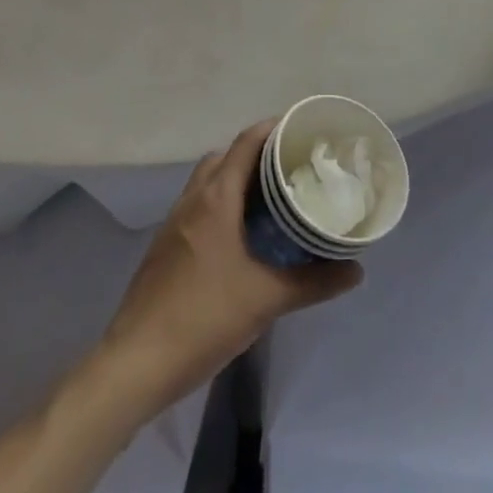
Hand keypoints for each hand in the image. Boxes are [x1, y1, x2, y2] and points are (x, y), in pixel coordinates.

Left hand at [96, 120, 361, 414]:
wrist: (136, 364)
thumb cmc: (204, 318)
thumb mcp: (267, 300)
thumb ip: (314, 282)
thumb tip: (356, 270)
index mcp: (216, 198)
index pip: (246, 142)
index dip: (273, 129)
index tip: (302, 131)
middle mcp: (193, 199)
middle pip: (226, 156)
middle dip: (257, 154)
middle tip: (290, 167)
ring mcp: (174, 223)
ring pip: (208, 182)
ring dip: (236, 179)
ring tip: (270, 199)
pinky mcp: (164, 246)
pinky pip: (197, 206)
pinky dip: (220, 204)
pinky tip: (240, 236)